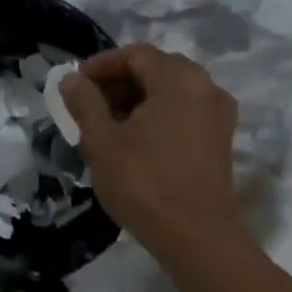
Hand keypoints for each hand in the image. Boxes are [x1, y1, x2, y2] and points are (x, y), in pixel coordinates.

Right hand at [60, 44, 240, 256]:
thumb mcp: (102, 141)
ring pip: (170, 92)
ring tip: (106, 128)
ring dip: (136, 101)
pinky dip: (157, 116)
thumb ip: (84, 102)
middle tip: (88, 108)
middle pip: (155, 69)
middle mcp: (206, 87)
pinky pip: (184, 112)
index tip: (75, 88)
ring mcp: (218, 114)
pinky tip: (134, 143)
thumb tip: (71, 79)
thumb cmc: (144, 183)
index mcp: (179, 79)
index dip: (101, 66)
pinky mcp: (220, 139)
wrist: (196, 237)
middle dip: (118, 83)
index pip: (134, 54)